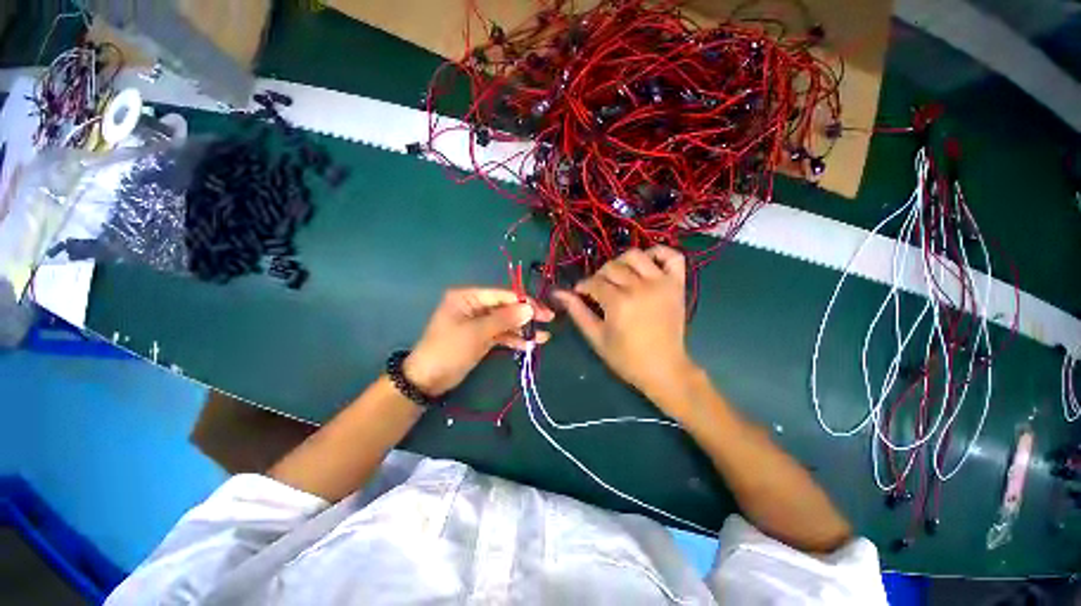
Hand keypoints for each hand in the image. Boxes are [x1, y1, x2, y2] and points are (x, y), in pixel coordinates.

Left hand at [405, 288, 553, 395]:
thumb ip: (504, 319)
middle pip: (506, 307)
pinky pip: (501, 334)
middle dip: (526, 315)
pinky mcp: (482, 337)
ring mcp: (479, 322)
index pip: (502, 295)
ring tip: (544, 336)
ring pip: (506, 321)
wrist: (428, 380)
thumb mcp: (477, 333)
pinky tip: (529, 344)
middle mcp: (474, 306)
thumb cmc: (449, 350)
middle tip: (548, 320)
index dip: (523, 302)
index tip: (542, 311)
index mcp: (468, 297)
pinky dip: (514, 339)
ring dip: (523, 329)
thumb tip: (529, 309)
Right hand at [554, 246, 696, 409]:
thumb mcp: (596, 337)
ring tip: (619, 276)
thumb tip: (558, 293)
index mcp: (619, 303)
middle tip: (598, 290)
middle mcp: (640, 287)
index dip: (582, 287)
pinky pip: (672, 256)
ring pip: (636, 255)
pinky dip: (659, 253)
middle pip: (612, 267)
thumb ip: (577, 312)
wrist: (664, 369)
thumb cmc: (626, 358)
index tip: (580, 294)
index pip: (594, 283)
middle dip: (599, 276)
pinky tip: (647, 263)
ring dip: (622, 262)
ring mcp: (661, 283)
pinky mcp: (677, 285)